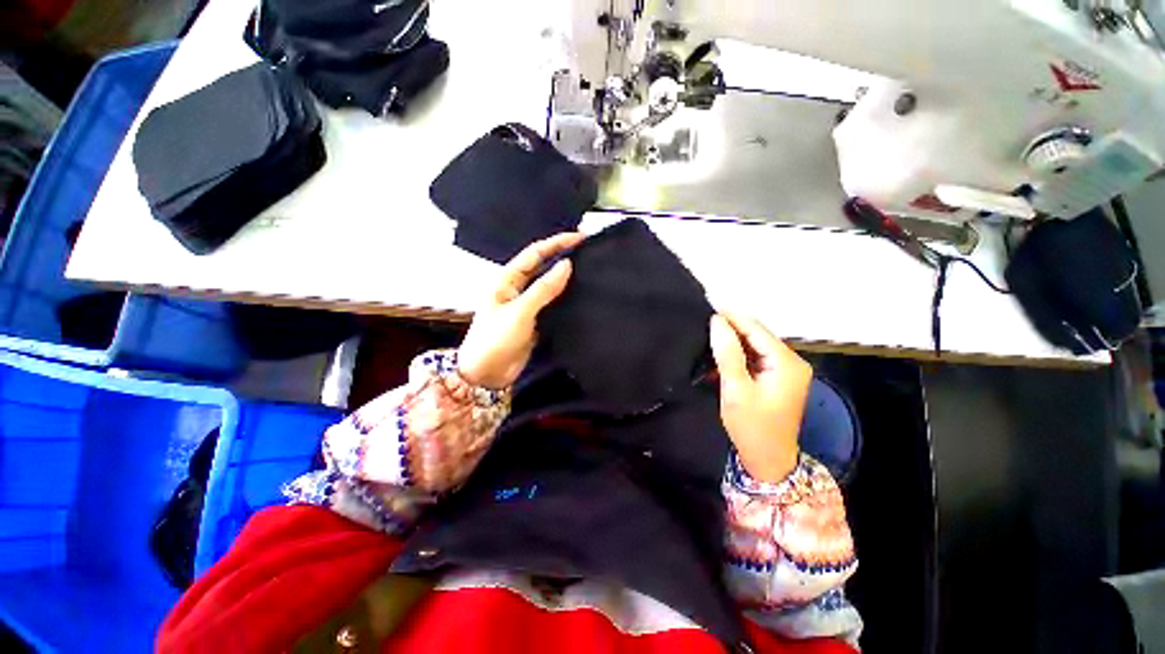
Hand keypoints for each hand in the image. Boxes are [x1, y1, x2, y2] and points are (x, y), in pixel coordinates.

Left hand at [458, 232, 585, 388]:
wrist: (486, 374)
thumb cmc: (495, 339)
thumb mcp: (520, 312)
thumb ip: (543, 289)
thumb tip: (567, 265)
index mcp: (508, 279)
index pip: (535, 253)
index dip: (557, 243)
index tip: (580, 237)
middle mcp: (518, 287)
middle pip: (543, 266)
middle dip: (563, 256)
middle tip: (588, 252)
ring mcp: (527, 304)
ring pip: (549, 284)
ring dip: (566, 277)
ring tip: (589, 269)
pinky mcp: (535, 319)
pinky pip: (553, 303)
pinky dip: (565, 297)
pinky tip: (580, 294)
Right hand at [710, 313, 811, 482]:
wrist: (768, 460)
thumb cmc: (751, 426)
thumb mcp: (735, 388)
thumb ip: (727, 353)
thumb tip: (717, 321)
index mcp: (786, 362)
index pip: (756, 329)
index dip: (731, 318)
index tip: (706, 312)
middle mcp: (792, 361)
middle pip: (757, 335)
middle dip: (731, 331)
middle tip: (704, 329)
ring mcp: (787, 370)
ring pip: (755, 346)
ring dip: (733, 344)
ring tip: (708, 342)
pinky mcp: (779, 379)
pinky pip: (756, 358)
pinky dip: (738, 357)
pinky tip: (720, 360)